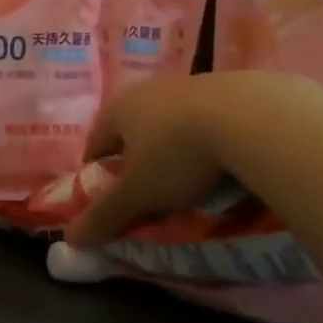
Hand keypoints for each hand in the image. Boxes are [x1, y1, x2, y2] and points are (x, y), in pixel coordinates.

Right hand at [64, 73, 245, 246]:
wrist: (252, 118)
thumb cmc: (179, 155)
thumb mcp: (139, 194)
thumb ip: (105, 215)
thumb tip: (70, 238)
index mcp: (119, 108)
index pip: (95, 141)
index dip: (96, 169)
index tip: (105, 194)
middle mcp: (149, 89)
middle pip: (133, 127)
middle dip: (136, 156)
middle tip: (148, 189)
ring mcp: (189, 84)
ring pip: (171, 120)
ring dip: (174, 144)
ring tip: (190, 176)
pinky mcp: (228, 86)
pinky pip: (208, 116)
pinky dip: (209, 137)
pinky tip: (224, 158)